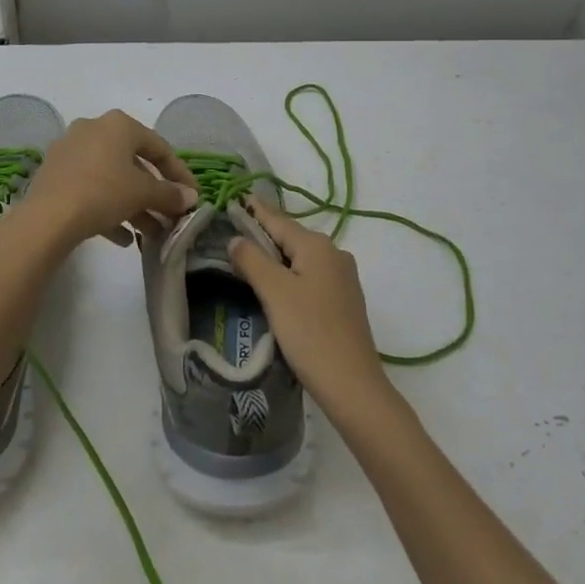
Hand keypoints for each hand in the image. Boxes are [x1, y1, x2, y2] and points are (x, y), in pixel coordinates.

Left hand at [19, 110, 197, 247]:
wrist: (46, 219)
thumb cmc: (102, 193)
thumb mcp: (143, 193)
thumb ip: (169, 194)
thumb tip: (191, 197)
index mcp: (118, 124)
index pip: (159, 147)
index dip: (179, 174)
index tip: (191, 196)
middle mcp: (93, 129)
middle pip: (134, 163)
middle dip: (154, 193)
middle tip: (169, 216)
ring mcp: (70, 151)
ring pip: (112, 178)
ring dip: (134, 205)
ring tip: (150, 233)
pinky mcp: (54, 175)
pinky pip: (90, 188)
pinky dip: (109, 208)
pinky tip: (122, 237)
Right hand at [230, 198, 390, 412]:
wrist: (352, 385)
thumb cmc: (310, 332)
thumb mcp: (274, 292)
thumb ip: (252, 260)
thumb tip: (236, 238)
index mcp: (318, 245)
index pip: (278, 220)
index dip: (255, 211)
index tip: (235, 198)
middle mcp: (334, 254)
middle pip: (290, 238)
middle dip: (263, 236)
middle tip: (232, 234)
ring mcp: (342, 278)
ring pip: (300, 259)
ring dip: (275, 259)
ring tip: (247, 261)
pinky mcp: (343, 301)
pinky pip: (310, 277)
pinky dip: (290, 277)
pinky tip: (275, 289)